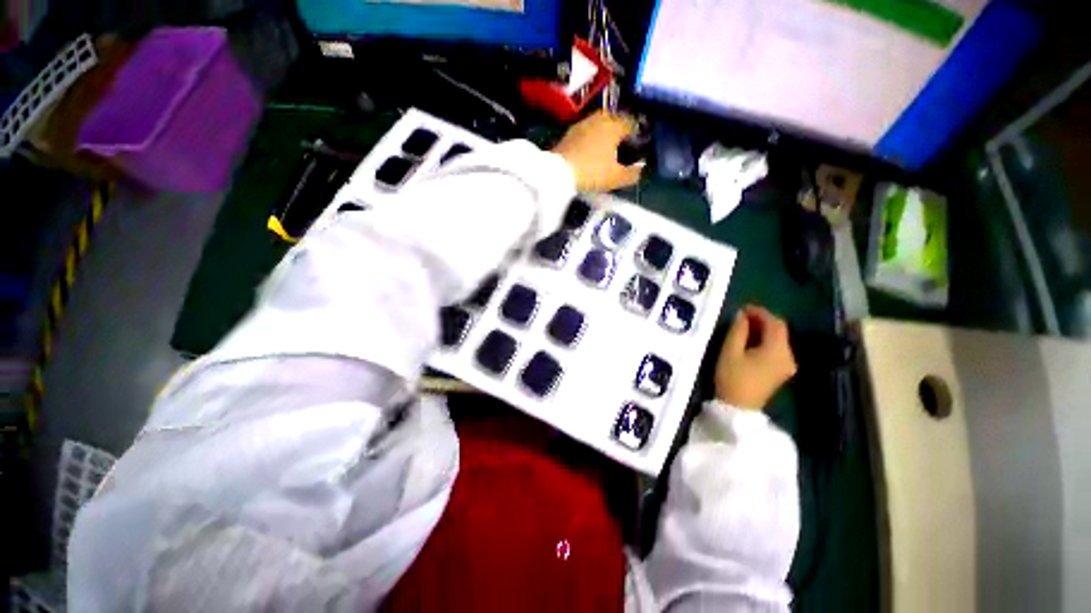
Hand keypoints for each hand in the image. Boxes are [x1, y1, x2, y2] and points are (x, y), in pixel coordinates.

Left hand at [552, 110, 643, 192]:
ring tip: (606, 148)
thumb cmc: (592, 173)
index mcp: (614, 126)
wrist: (558, 173)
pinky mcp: (569, 133)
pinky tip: (590, 151)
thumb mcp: (616, 178)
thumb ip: (632, 173)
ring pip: (599, 123)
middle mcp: (599, 119)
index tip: (637, 146)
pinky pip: (586, 131)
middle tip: (622, 145)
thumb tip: (640, 169)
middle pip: (614, 119)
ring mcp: (582, 124)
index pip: (631, 124)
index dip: (636, 135)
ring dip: (604, 132)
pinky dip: (591, 138)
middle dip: (620, 130)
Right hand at [714, 306, 797, 409]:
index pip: (775, 323)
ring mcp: (787, 365)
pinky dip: (765, 340)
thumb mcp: (730, 351)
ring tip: (743, 327)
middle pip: (780, 330)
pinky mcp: (781, 372)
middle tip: (742, 316)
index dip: (760, 312)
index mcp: (777, 350)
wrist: (738, 409)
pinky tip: (751, 341)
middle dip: (762, 320)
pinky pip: (777, 349)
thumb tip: (741, 315)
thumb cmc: (732, 378)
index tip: (742, 308)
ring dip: (763, 330)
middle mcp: (788, 356)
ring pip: (779, 339)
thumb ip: (737, 330)